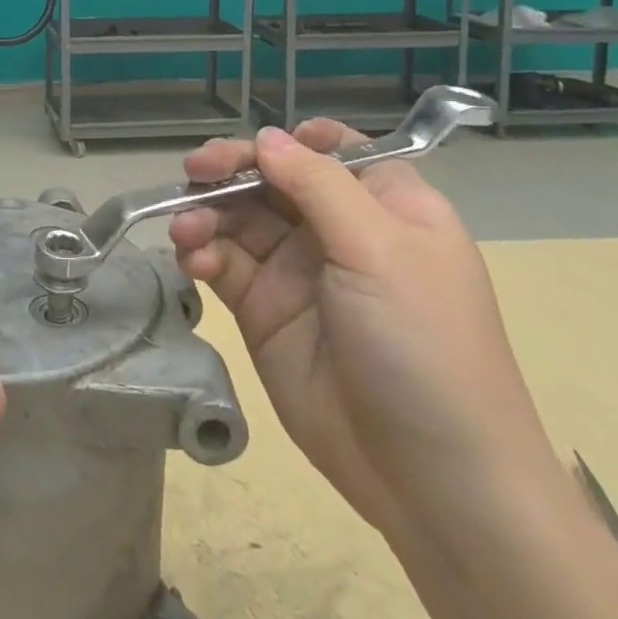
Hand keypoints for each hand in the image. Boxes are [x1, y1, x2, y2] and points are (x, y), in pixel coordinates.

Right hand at [169, 122, 562, 546]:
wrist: (431, 481)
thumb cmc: (423, 345)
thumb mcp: (381, 250)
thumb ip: (317, 185)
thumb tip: (267, 137)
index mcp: (385, 205)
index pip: (333, 151)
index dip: (292, 141)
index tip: (258, 147)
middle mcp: (338, 230)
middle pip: (272, 177)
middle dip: (231, 169)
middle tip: (195, 171)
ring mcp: (296, 270)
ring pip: (238, 217)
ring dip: (206, 212)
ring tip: (186, 229)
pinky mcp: (264, 310)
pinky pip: (223, 262)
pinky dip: (202, 252)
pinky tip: (193, 260)